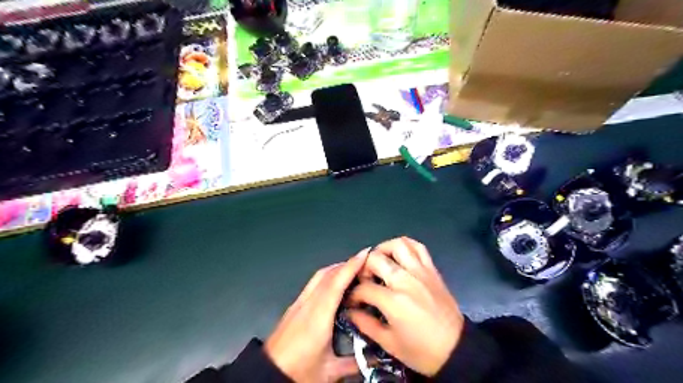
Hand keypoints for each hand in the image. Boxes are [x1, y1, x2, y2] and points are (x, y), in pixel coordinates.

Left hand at [264, 248, 370, 382]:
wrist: (267, 375)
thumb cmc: (297, 372)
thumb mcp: (329, 372)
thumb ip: (355, 363)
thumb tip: (376, 358)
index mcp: (318, 318)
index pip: (336, 283)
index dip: (351, 266)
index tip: (365, 254)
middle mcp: (307, 305)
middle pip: (327, 274)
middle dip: (347, 264)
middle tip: (365, 262)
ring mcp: (298, 303)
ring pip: (319, 276)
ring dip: (336, 268)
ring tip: (353, 269)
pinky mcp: (294, 306)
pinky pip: (313, 283)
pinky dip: (327, 276)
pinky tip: (335, 283)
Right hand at [347, 237, 463, 377]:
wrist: (457, 349)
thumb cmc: (421, 351)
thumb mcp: (389, 344)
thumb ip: (365, 324)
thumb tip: (350, 311)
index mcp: (394, 301)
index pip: (364, 288)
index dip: (354, 294)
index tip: (353, 301)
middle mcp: (406, 280)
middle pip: (375, 259)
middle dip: (363, 269)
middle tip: (364, 280)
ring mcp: (421, 272)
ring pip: (398, 245)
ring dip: (383, 250)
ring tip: (379, 262)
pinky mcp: (432, 270)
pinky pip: (418, 247)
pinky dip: (406, 246)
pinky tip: (398, 255)